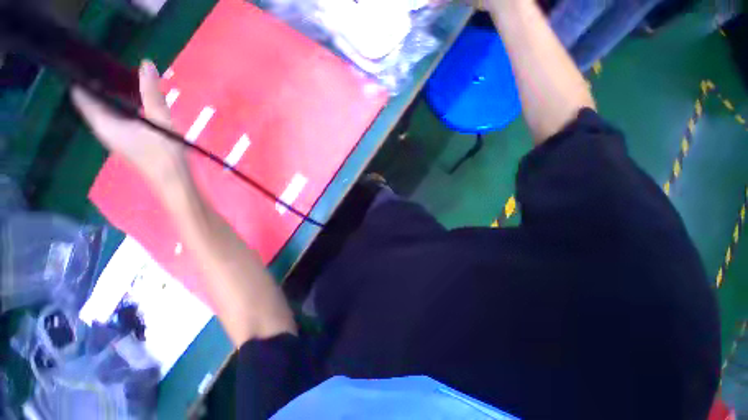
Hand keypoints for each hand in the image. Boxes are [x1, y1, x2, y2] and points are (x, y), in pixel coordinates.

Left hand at [72, 60, 185, 184]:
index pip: (82, 94)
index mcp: (104, 123)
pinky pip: (116, 115)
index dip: (83, 76)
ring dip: (111, 92)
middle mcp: (103, 127)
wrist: (174, 182)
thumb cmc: (165, 155)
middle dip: (99, 81)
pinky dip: (121, 103)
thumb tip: (146, 63)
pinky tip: (134, 98)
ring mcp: (114, 134)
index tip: (91, 58)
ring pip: (105, 107)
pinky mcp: (126, 138)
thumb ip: (152, 94)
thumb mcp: (160, 122)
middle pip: (93, 99)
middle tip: (111, 61)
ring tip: (122, 75)